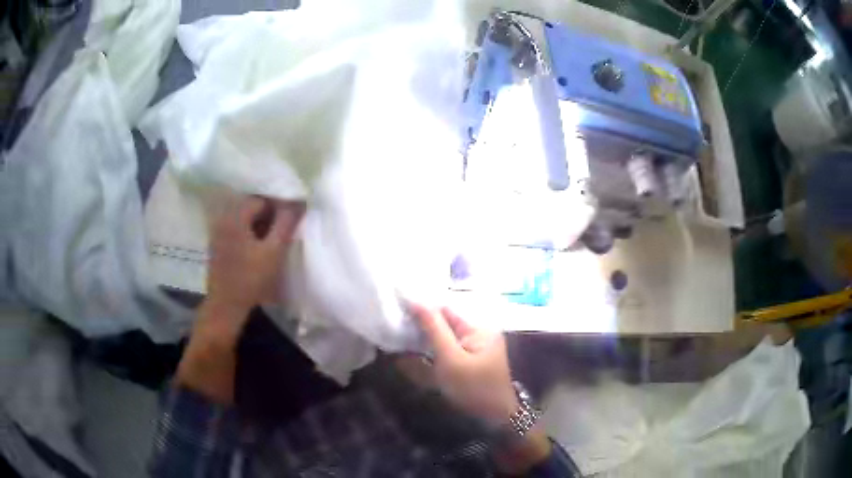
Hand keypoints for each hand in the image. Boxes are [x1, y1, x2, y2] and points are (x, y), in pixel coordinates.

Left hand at [175, 196, 302, 404]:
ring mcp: (218, 233)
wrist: (225, 308)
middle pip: (251, 207)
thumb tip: (299, 201)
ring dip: (261, 225)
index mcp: (235, 216)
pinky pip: (238, 231)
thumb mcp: (274, 251)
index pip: (261, 198)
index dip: (279, 205)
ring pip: (245, 220)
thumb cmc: (250, 279)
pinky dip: (251, 234)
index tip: (292, 219)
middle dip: (270, 214)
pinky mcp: (218, 246)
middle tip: (286, 230)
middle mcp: (223, 218)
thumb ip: (287, 223)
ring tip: (275, 240)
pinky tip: (260, 249)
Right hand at [410, 304, 551, 473]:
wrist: (493, 419)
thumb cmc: (473, 388)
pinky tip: (414, 353)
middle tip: (394, 326)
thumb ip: (433, 329)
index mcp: (478, 327)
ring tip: (400, 337)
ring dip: (425, 338)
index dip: (421, 309)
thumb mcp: (451, 358)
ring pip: (444, 337)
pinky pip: (447, 350)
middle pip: (445, 323)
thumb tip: (415, 301)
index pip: (445, 310)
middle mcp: (478, 333)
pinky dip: (432, 350)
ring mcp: (475, 348)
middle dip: (422, 325)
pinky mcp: (469, 362)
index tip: (396, 311)